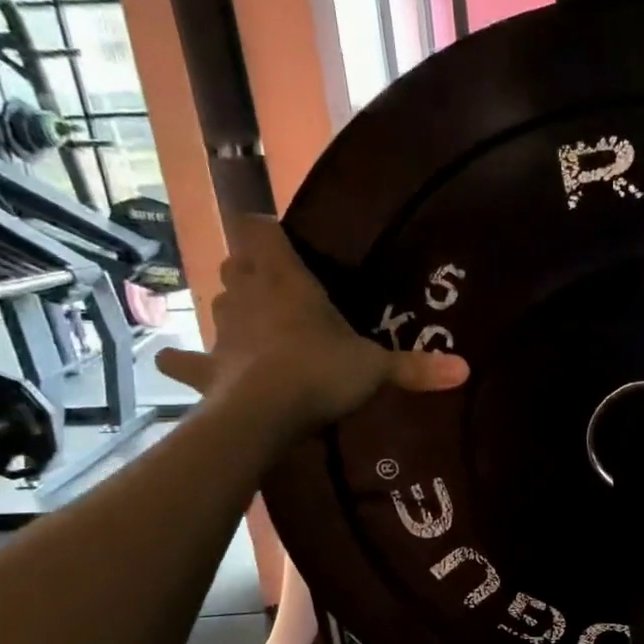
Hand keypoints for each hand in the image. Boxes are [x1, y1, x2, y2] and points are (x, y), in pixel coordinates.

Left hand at [156, 213, 465, 437]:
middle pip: (236, 264)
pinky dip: (184, 359)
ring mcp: (223, 332)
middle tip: (278, 285)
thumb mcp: (375, 369)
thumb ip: (416, 367)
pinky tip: (177, 360)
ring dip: (231, 308)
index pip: (259, 229)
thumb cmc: (319, 372)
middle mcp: (246, 295)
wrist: (263, 414)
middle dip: (251, 269)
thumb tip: (466, 370)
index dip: (267, 229)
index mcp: (285, 280)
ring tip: (250, 323)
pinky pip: (186, 359)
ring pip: (218, 304)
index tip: (285, 239)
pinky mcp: (207, 368)